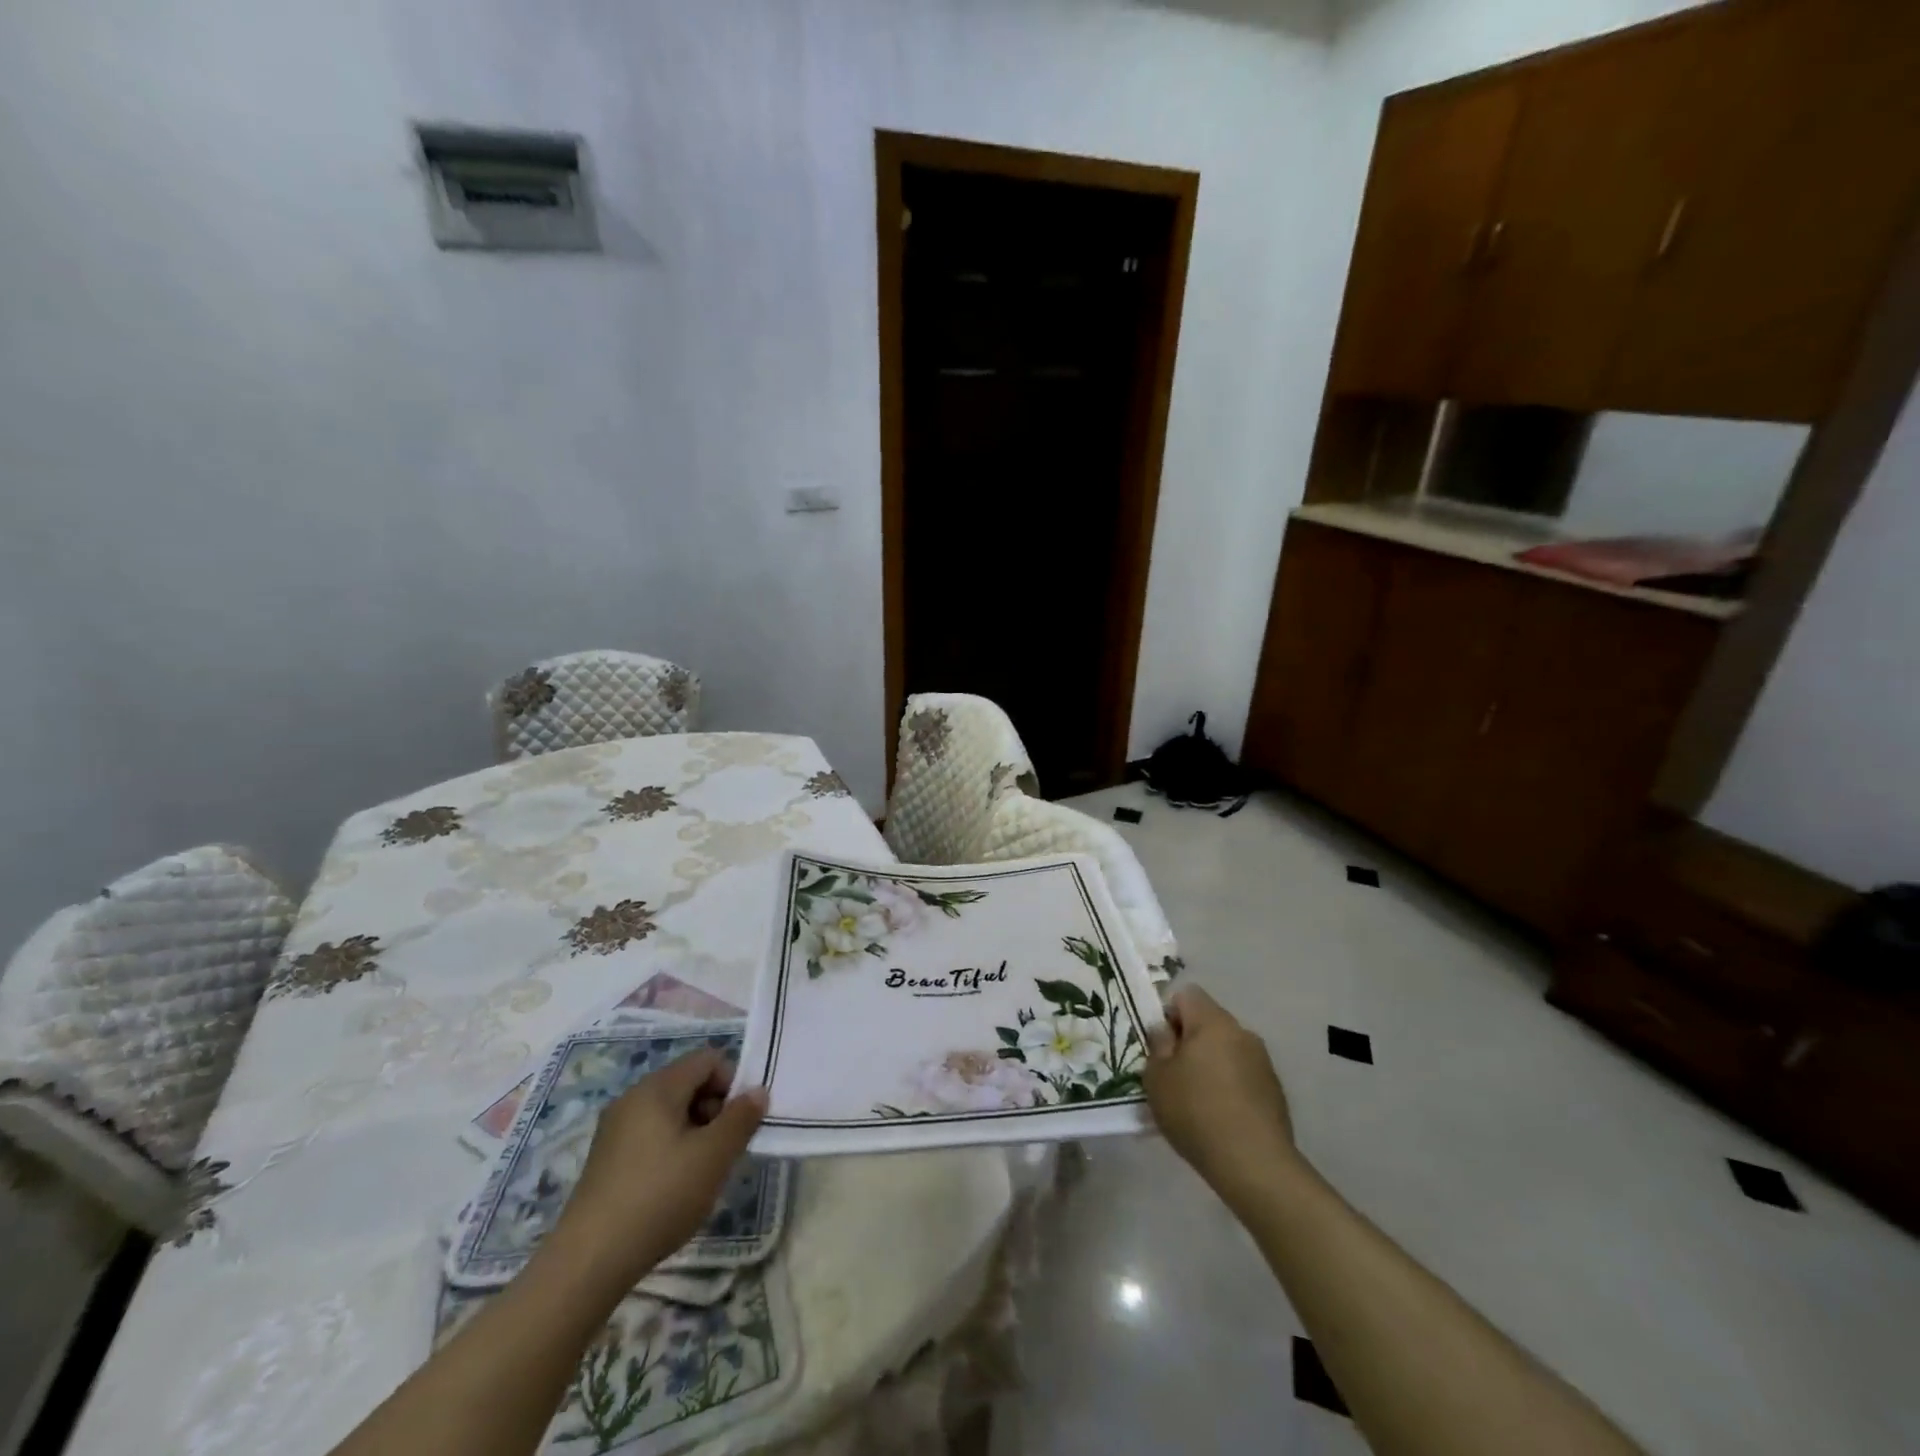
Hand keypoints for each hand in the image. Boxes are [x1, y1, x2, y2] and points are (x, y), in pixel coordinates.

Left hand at [549, 1050, 766, 1291]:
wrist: (588, 1263)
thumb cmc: (659, 1197)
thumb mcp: (714, 1156)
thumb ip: (741, 1117)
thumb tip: (757, 1091)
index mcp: (657, 1087)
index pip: (708, 1059)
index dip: (733, 1082)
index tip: (740, 1122)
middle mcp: (633, 1098)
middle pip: (689, 1083)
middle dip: (715, 1110)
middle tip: (724, 1151)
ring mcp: (615, 1130)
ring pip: (671, 1112)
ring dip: (696, 1133)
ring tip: (702, 1174)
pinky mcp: (606, 1160)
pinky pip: (651, 1136)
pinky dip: (672, 1150)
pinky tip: (674, 1189)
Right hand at [1145, 986, 1297, 1201]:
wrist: (1255, 1165)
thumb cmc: (1196, 1112)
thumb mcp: (1157, 1077)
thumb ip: (1157, 1045)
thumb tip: (1165, 1030)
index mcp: (1213, 1022)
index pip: (1187, 995)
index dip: (1168, 1014)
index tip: (1160, 1046)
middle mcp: (1242, 1032)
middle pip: (1208, 1022)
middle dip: (1188, 1040)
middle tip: (1172, 1074)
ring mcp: (1262, 1061)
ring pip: (1226, 1048)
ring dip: (1209, 1063)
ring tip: (1196, 1100)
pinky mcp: (1274, 1090)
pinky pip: (1242, 1073)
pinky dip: (1228, 1085)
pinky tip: (1219, 1116)